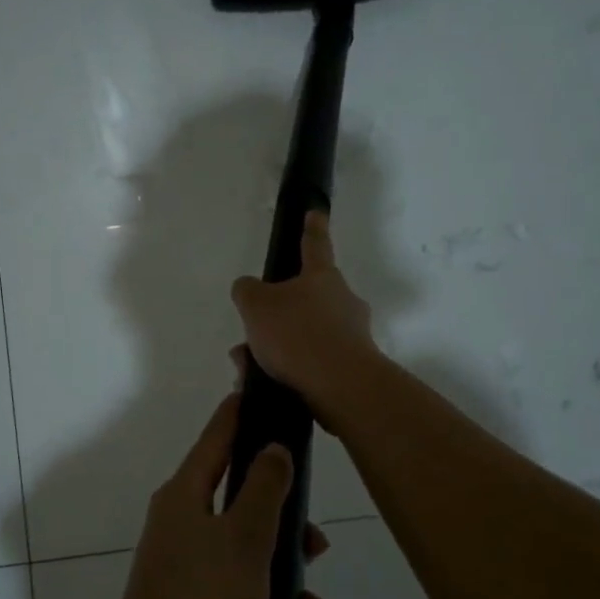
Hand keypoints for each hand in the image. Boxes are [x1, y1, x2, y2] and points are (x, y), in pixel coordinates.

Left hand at [100, 393, 339, 598]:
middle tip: (319, 544)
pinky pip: (246, 598)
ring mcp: (188, 570)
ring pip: (253, 558)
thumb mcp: (244, 540)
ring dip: (292, 586)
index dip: (245, 411)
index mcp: (186, 494)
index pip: (219, 434)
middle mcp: (184, 524)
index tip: (271, 392)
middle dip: (288, 525)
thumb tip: (272, 445)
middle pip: (245, 502)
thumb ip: (265, 488)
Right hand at [230, 211, 380, 426]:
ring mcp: (352, 335)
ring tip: (247, 369)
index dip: (312, 228)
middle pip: (305, 300)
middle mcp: (343, 301)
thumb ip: (247, 291)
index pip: (315, 245)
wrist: (341, 386)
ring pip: (304, 335)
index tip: (316, 213)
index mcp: (322, 277)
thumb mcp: (256, 306)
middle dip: (276, 316)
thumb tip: (248, 288)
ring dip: (276, 349)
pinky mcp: (352, 367)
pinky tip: (264, 384)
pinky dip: (288, 370)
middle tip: (250, 334)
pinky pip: (312, 363)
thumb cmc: (298, 334)